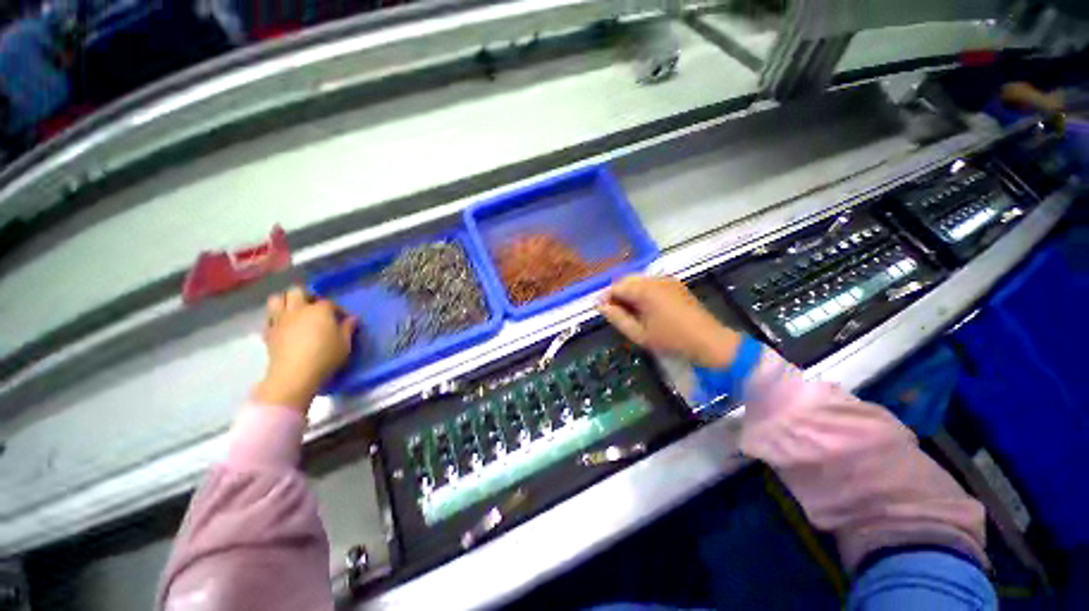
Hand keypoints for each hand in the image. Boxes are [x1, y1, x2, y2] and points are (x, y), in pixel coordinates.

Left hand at [252, 287, 356, 410]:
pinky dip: (275, 319)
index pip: (329, 303)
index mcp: (319, 310)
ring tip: (294, 312)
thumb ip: (348, 328)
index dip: (337, 309)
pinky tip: (283, 328)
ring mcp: (280, 320)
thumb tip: (352, 318)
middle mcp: (298, 310)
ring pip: (277, 299)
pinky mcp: (268, 332)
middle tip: (314, 308)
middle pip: (297, 291)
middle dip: (305, 296)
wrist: (294, 374)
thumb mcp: (345, 343)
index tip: (343, 319)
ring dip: (285, 302)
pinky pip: (269, 319)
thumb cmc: (325, 356)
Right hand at [599, 276, 741, 368]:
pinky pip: (651, 283)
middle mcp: (655, 279)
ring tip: (629, 311)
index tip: (601, 310)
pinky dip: (642, 291)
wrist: (709, 341)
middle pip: (626, 280)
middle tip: (615, 312)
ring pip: (638, 280)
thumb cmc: (671, 339)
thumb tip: (601, 306)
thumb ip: (617, 318)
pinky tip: (644, 307)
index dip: (606, 297)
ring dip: (629, 292)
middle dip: (617, 294)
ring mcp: (667, 280)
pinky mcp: (675, 284)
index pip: (616, 287)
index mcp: (645, 290)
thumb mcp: (639, 333)